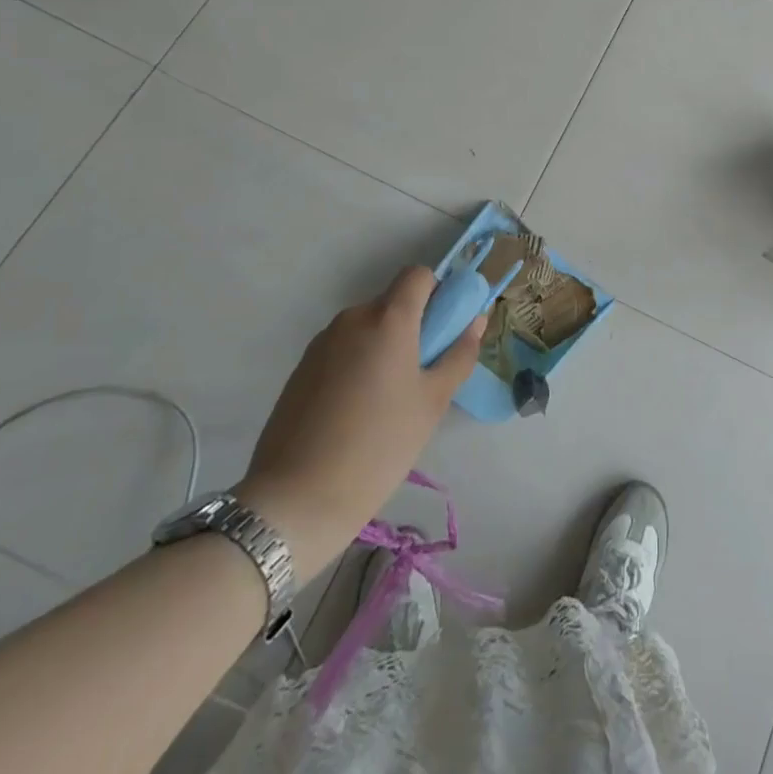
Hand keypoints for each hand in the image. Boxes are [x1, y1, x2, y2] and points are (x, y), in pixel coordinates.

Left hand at [235, 266, 483, 554]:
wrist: (296, 499)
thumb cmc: (379, 445)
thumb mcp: (432, 402)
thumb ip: (459, 354)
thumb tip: (476, 320)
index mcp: (389, 318)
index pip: (418, 274)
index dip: (437, 291)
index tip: (444, 328)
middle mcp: (353, 318)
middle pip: (392, 302)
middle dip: (412, 325)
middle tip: (422, 373)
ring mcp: (321, 342)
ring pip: (366, 327)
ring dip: (383, 345)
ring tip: (387, 400)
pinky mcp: (301, 368)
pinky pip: (341, 349)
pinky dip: (357, 363)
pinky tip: (355, 411)